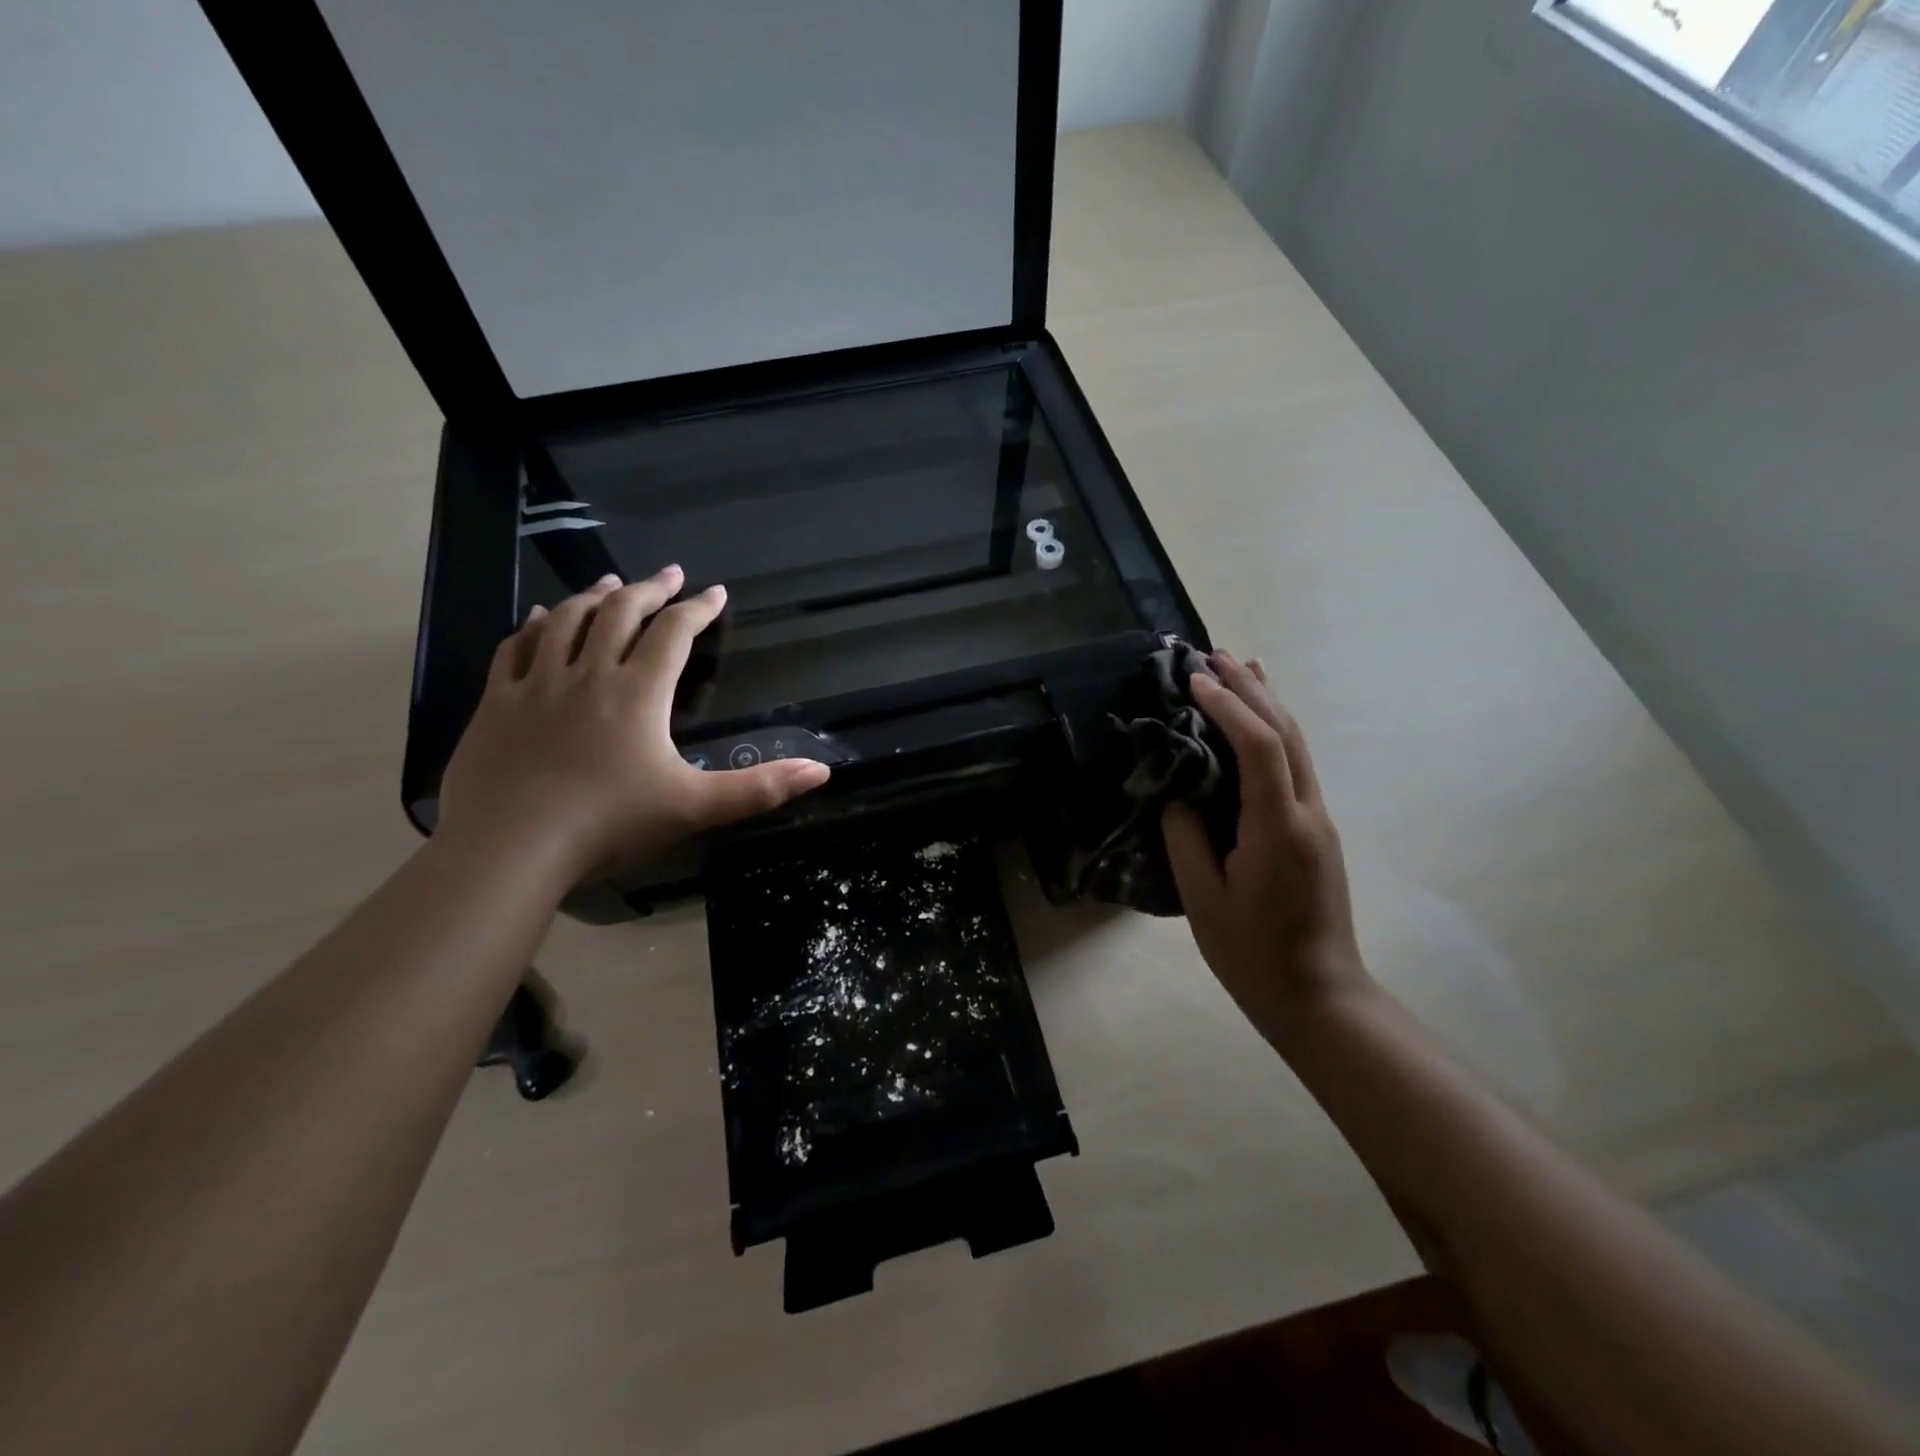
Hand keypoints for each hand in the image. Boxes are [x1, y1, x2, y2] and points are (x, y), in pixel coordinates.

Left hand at [438, 567, 829, 878]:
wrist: (510, 846)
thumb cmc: (610, 824)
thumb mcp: (696, 807)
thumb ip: (760, 788)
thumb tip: (822, 770)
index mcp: (639, 693)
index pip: (674, 634)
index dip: (698, 609)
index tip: (716, 592)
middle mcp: (589, 674)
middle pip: (621, 613)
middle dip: (650, 589)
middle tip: (670, 574)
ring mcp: (538, 685)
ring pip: (567, 621)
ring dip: (594, 596)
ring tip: (612, 582)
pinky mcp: (498, 703)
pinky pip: (516, 648)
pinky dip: (533, 626)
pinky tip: (540, 617)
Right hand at [1162, 652, 1369, 1046]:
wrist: (1319, 997)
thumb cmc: (1253, 954)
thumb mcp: (1203, 900)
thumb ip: (1186, 838)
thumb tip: (1177, 793)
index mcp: (1278, 827)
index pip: (1258, 746)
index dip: (1228, 706)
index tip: (1193, 681)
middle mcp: (1307, 813)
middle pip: (1286, 733)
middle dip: (1252, 689)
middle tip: (1215, 654)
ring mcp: (1318, 820)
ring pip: (1297, 745)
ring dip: (1268, 703)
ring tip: (1243, 667)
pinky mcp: (1316, 832)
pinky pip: (1297, 766)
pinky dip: (1276, 732)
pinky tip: (1261, 723)